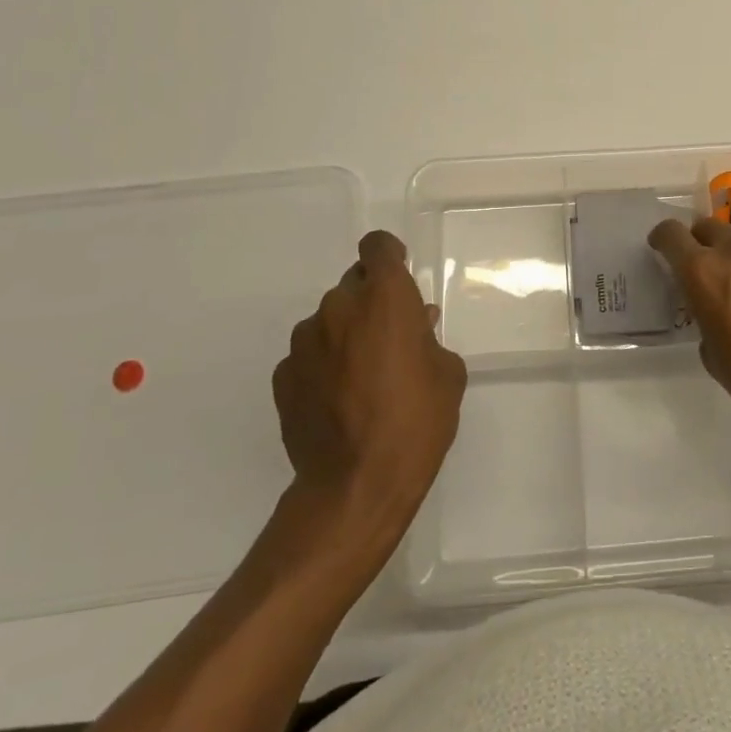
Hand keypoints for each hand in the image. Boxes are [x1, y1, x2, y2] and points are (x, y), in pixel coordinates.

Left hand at [273, 231, 466, 529]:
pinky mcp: (283, 376)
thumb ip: (429, 338)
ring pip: (329, 321)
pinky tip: (339, 401)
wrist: (357, 485)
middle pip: (354, 284)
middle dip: (371, 302)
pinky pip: (309, 355)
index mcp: (384, 297)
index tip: (399, 277)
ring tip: (363, 377)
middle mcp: (338, 307)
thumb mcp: (447, 374)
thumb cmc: (417, 421)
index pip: (377, 246)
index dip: (389, 255)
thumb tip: (416, 326)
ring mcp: (304, 342)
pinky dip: (324, 365)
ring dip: (346, 334)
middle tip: (390, 339)